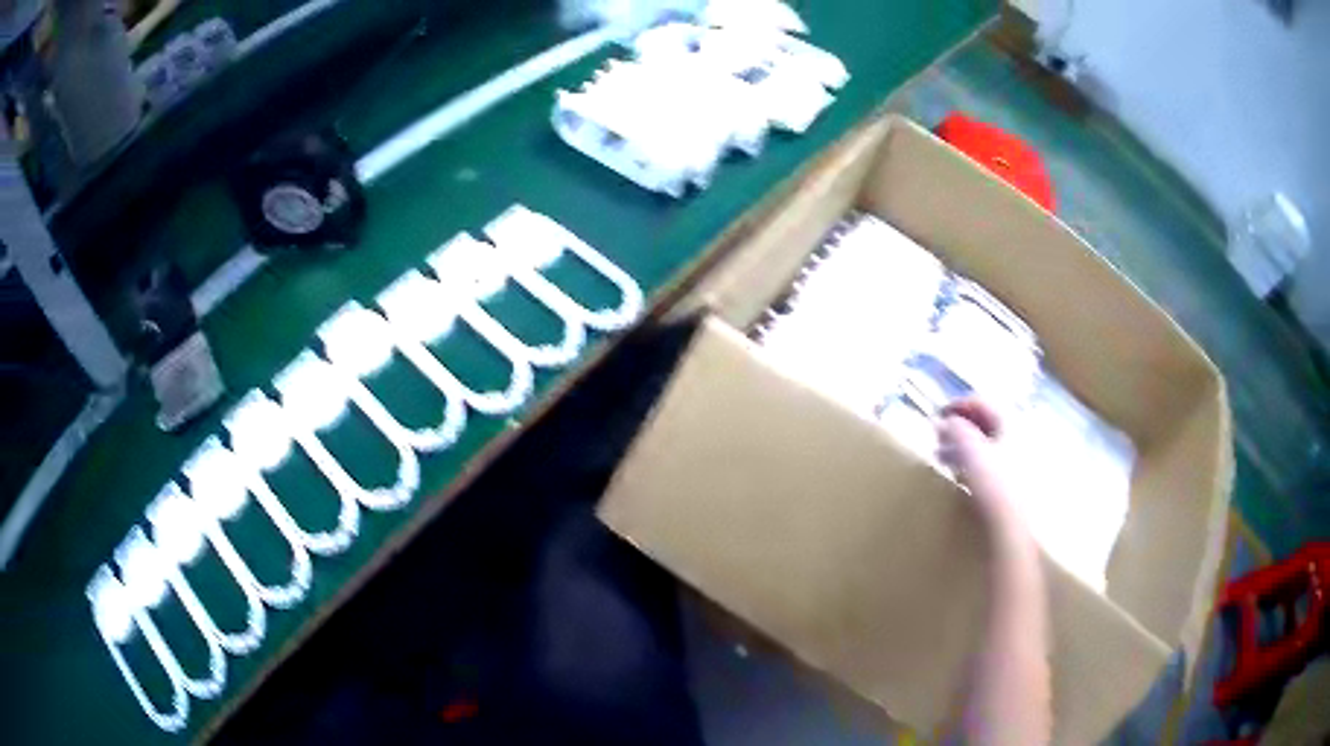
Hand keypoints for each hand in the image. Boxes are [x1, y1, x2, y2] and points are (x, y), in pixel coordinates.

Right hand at [936, 398, 1028, 544]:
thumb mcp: (970, 452)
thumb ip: (955, 430)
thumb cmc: (994, 483)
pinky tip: (960, 475)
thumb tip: (944, 420)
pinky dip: (974, 462)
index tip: (937, 416)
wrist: (1013, 527)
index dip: (957, 405)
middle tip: (938, 437)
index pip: (982, 401)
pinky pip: (992, 461)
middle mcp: (1020, 434)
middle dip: (960, 427)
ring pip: (988, 443)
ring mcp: (1020, 459)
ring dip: (964, 446)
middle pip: (986, 422)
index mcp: (1013, 421)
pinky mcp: (1015, 481)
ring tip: (943, 458)